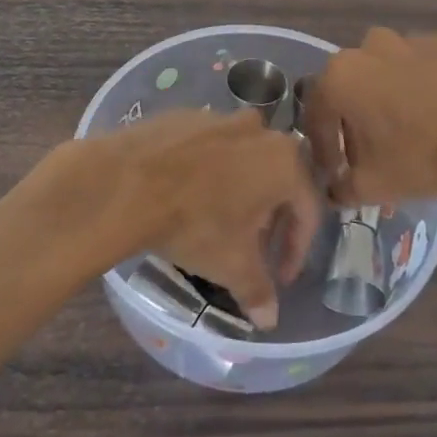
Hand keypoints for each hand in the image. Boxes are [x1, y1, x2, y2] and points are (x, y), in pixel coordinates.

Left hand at [61, 108, 321, 329]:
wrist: (128, 182)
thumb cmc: (196, 223)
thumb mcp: (232, 265)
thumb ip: (258, 290)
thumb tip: (269, 320)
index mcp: (285, 161)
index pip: (307, 209)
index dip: (296, 249)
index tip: (281, 277)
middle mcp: (260, 131)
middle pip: (277, 180)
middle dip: (269, 218)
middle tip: (253, 250)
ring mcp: (220, 118)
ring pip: (243, 160)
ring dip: (240, 191)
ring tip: (220, 222)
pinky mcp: (186, 116)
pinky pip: (209, 148)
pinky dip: (208, 172)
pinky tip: (187, 196)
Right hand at [299, 28, 436, 208]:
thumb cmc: (425, 157)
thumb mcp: (374, 186)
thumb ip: (343, 188)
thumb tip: (337, 189)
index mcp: (341, 77)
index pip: (317, 113)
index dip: (323, 146)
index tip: (335, 170)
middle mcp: (370, 47)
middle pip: (352, 85)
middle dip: (355, 117)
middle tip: (372, 150)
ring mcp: (413, 39)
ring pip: (389, 70)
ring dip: (390, 96)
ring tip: (412, 131)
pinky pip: (426, 66)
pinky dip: (426, 86)